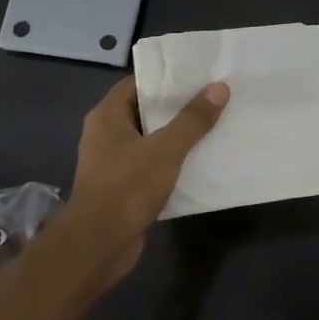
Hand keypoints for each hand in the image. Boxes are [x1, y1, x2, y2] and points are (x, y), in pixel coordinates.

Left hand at [62, 76, 228, 281]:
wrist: (99, 244)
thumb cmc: (127, 186)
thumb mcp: (166, 149)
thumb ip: (193, 119)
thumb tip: (219, 88)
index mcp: (107, 116)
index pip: (137, 83)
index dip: (166, 78)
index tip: (198, 75)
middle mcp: (106, 134)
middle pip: (146, 111)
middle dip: (178, 107)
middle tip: (213, 99)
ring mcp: (113, 163)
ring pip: (150, 141)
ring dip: (177, 137)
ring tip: (213, 127)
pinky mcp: (123, 187)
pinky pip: (151, 166)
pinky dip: (172, 163)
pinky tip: (200, 162)